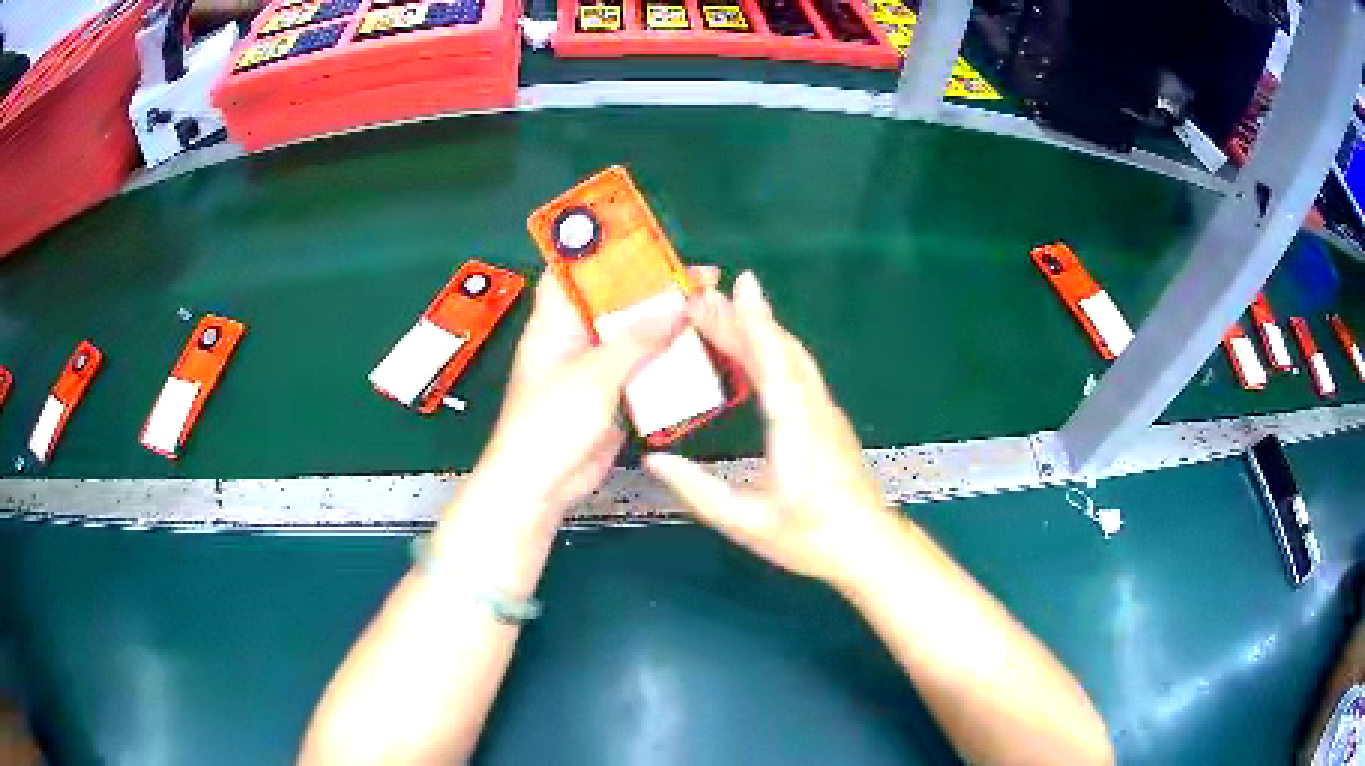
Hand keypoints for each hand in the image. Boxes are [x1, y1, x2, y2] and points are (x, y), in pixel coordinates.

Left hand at [459, 266, 719, 534]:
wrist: (542, 484)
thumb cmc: (550, 422)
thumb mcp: (594, 374)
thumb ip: (639, 339)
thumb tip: (681, 306)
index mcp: (555, 321)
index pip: (575, 271)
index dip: (606, 251)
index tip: (646, 240)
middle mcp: (574, 337)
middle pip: (616, 301)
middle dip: (655, 287)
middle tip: (700, 277)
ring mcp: (595, 367)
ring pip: (635, 334)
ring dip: (667, 323)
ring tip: (708, 308)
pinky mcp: (613, 394)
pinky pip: (643, 367)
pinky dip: (667, 358)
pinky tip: (697, 350)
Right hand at [644, 272, 892, 588]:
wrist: (867, 546)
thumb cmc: (809, 537)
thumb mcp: (744, 521)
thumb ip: (697, 489)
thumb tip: (652, 460)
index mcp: (795, 428)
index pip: (774, 362)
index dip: (754, 322)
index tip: (738, 287)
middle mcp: (814, 409)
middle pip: (781, 351)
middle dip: (745, 319)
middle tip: (704, 299)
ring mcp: (825, 411)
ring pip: (794, 358)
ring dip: (760, 330)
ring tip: (722, 314)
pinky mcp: (827, 419)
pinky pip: (798, 372)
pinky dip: (772, 350)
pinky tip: (752, 351)